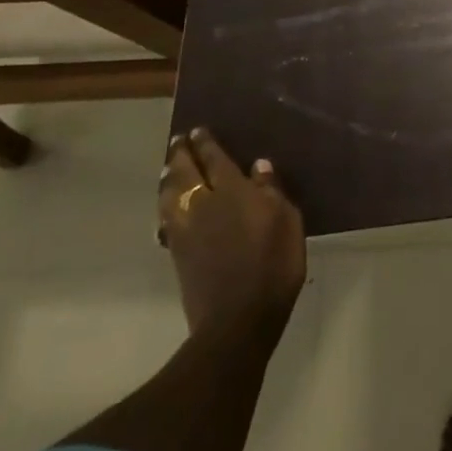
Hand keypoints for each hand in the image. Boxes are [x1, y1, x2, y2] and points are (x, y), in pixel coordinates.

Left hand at [158, 128, 306, 345]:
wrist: (237, 319)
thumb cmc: (273, 266)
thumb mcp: (287, 222)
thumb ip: (272, 191)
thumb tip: (258, 166)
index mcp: (233, 192)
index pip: (215, 160)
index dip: (206, 144)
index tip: (198, 131)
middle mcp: (204, 205)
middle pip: (185, 173)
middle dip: (181, 154)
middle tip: (179, 140)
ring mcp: (185, 230)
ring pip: (169, 194)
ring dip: (168, 176)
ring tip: (168, 166)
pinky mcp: (177, 253)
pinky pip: (165, 216)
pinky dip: (164, 202)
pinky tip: (166, 202)